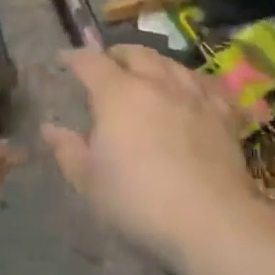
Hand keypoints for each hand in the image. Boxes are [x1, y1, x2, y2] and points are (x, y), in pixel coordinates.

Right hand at [42, 44, 258, 269]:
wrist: (211, 221)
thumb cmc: (139, 202)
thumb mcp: (90, 183)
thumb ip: (68, 151)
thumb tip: (50, 128)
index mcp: (117, 93)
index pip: (91, 62)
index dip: (76, 58)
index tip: (66, 59)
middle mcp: (156, 82)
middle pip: (135, 53)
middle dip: (117, 54)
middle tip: (109, 65)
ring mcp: (193, 94)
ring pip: (171, 63)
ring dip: (155, 64)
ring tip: (149, 74)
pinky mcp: (223, 113)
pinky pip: (207, 84)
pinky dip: (193, 82)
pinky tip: (193, 91)